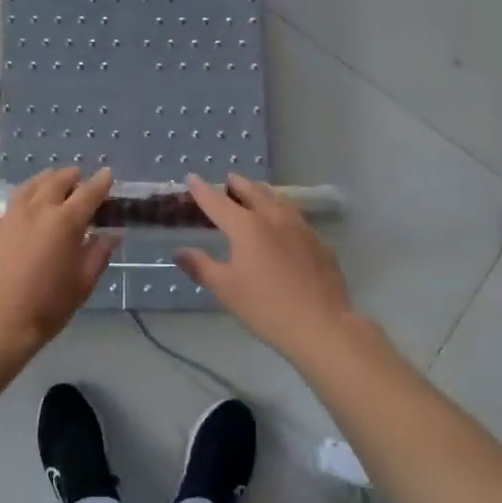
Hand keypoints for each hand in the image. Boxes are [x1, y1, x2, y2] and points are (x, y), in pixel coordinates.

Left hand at [0, 167, 116, 360]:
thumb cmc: (48, 305)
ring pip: (27, 187)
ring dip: (41, 180)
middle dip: (70, 176)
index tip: (107, 174)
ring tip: (47, 180)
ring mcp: (10, 216)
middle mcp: (38, 209)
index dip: (101, 182)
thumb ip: (99, 254)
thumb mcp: (83, 283)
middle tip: (77, 178)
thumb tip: (111, 235)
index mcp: (66, 221)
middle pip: (56, 181)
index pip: (89, 193)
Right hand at [176, 173, 355, 359]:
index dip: (202, 190)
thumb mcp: (226, 289)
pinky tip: (286, 223)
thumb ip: (201, 267)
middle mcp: (273, 219)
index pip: (218, 202)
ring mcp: (300, 229)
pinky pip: (297, 218)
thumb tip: (179, 251)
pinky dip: (284, 212)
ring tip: (258, 190)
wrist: (322, 325)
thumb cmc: (266, 307)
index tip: (192, 177)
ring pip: (279, 201)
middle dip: (239, 184)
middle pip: (253, 193)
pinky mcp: (318, 244)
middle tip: (230, 178)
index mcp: (246, 227)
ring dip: (264, 192)